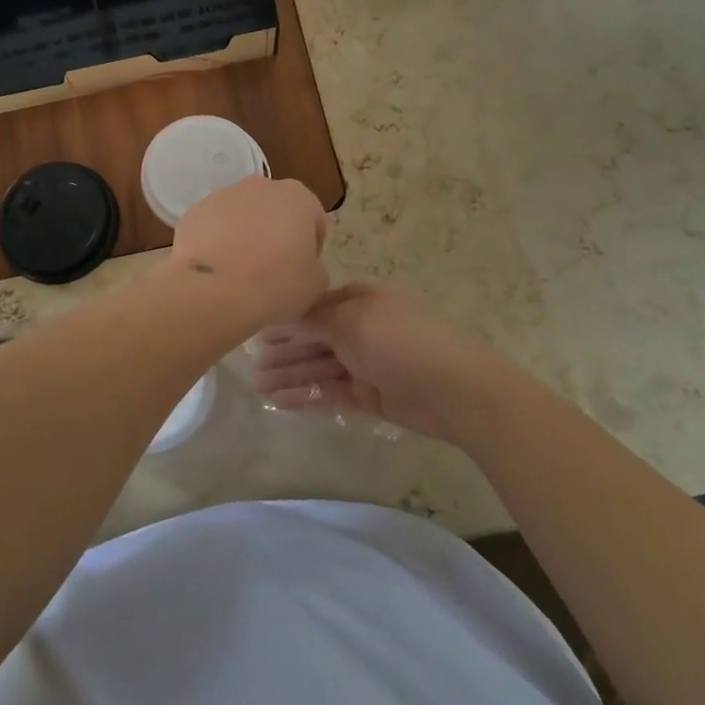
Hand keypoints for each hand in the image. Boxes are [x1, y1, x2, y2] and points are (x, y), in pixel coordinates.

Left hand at [165, 176, 328, 329]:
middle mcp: (259, 186)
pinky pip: (212, 227)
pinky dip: (215, 242)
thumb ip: (315, 266)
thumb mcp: (316, 283)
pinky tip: (216, 269)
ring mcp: (221, 195)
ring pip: (241, 216)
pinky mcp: (193, 211)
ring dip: (244, 236)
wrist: (214, 289)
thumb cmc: (276, 282)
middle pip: (274, 210)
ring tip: (240, 272)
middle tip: (272, 269)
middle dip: (275, 234)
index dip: (312, 246)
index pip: (313, 218)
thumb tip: (302, 266)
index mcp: (297, 196)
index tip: (303, 270)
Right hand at [250, 283, 503, 441]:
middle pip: (313, 339)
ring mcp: (365, 364)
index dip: (285, 319)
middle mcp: (360, 329)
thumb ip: (314, 318)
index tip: (254, 328)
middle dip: (283, 350)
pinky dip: (306, 397)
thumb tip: (285, 310)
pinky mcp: (369, 396)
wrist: (455, 390)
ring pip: (318, 368)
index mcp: (359, 301)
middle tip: (249, 365)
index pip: (314, 307)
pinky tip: (280, 403)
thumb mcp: (352, 320)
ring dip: (289, 375)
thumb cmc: (400, 342)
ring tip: (257, 387)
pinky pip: (330, 393)